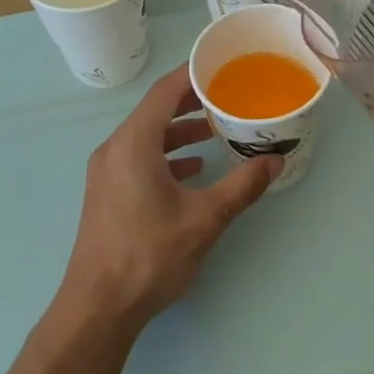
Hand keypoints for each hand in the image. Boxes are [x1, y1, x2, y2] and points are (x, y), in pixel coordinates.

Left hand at [59, 64, 281, 325]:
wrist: (98, 307)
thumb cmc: (149, 255)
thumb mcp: (204, 219)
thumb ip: (241, 186)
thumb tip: (275, 161)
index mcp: (134, 142)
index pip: (165, 91)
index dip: (192, 75)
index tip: (221, 66)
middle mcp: (115, 147)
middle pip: (154, 110)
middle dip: (189, 102)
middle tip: (225, 97)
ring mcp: (106, 170)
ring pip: (145, 135)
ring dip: (178, 130)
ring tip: (212, 133)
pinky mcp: (106, 191)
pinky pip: (137, 156)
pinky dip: (164, 154)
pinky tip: (190, 170)